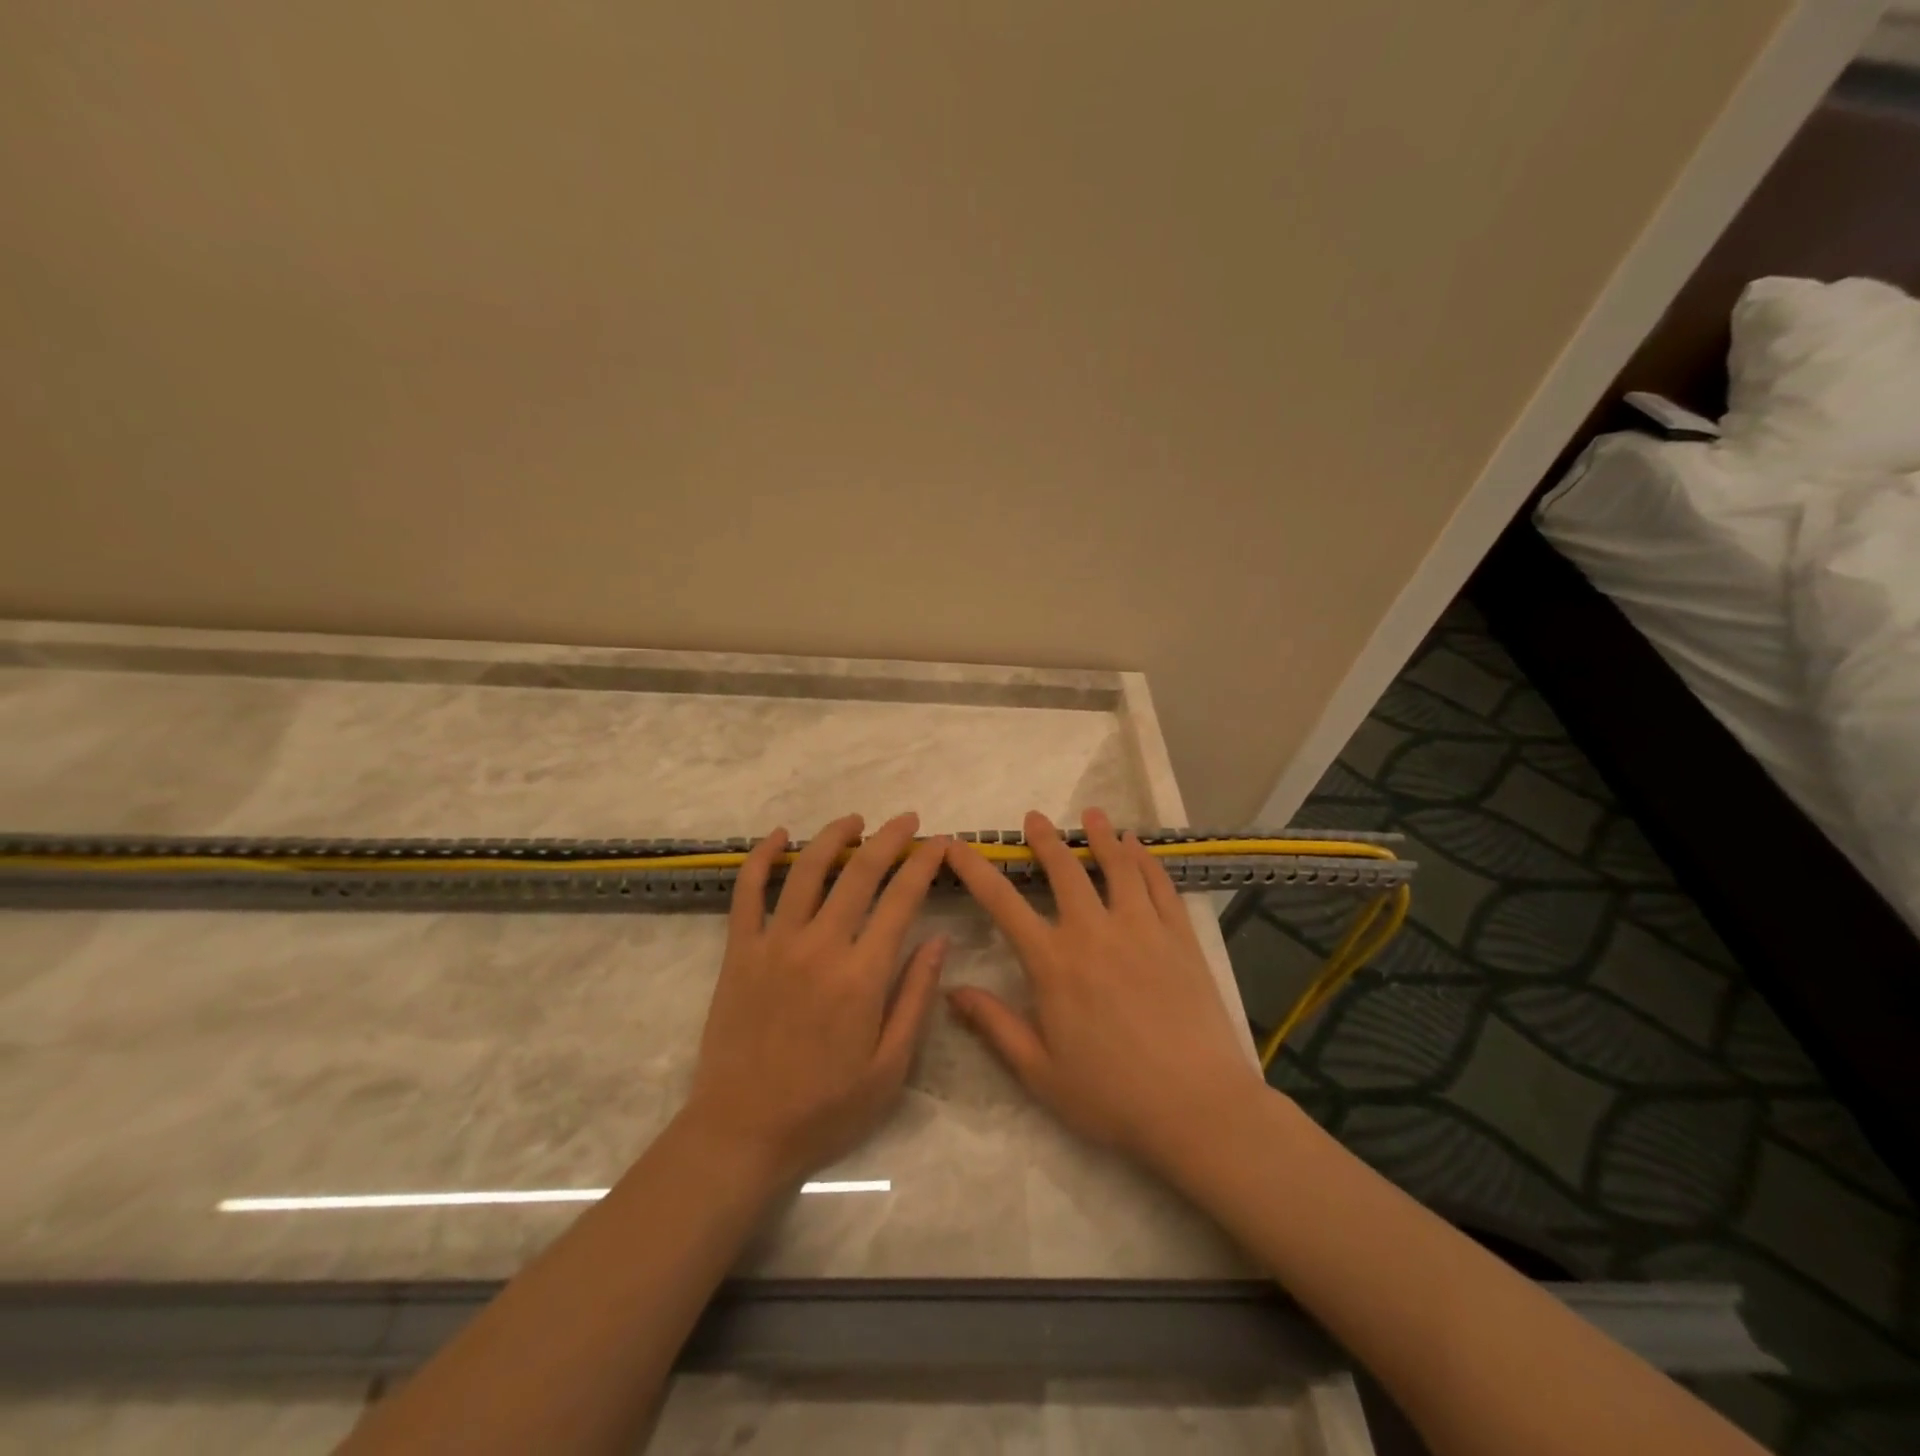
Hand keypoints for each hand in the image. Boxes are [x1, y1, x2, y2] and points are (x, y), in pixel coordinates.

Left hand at [683, 813, 948, 1186]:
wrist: (741, 1133)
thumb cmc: (825, 1108)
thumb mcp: (890, 1069)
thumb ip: (915, 998)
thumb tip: (939, 939)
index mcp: (862, 976)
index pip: (901, 900)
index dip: (923, 864)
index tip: (939, 843)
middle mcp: (819, 947)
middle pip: (858, 873)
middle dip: (888, 839)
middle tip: (907, 820)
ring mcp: (774, 944)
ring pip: (806, 870)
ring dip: (833, 837)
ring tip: (855, 820)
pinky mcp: (739, 952)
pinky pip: (747, 892)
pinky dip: (761, 857)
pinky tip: (778, 836)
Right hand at [944, 808, 1265, 1173]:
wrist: (1197, 1108)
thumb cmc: (1111, 1096)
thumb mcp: (1039, 1071)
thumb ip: (994, 1025)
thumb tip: (950, 990)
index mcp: (1053, 963)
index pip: (1003, 903)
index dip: (975, 870)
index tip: (957, 845)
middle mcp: (1094, 932)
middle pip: (1064, 870)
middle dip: (1045, 840)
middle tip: (1034, 818)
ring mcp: (1141, 929)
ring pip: (1117, 867)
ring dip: (1100, 836)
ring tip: (1091, 814)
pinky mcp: (1179, 937)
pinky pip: (1160, 885)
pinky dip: (1146, 861)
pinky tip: (1138, 847)